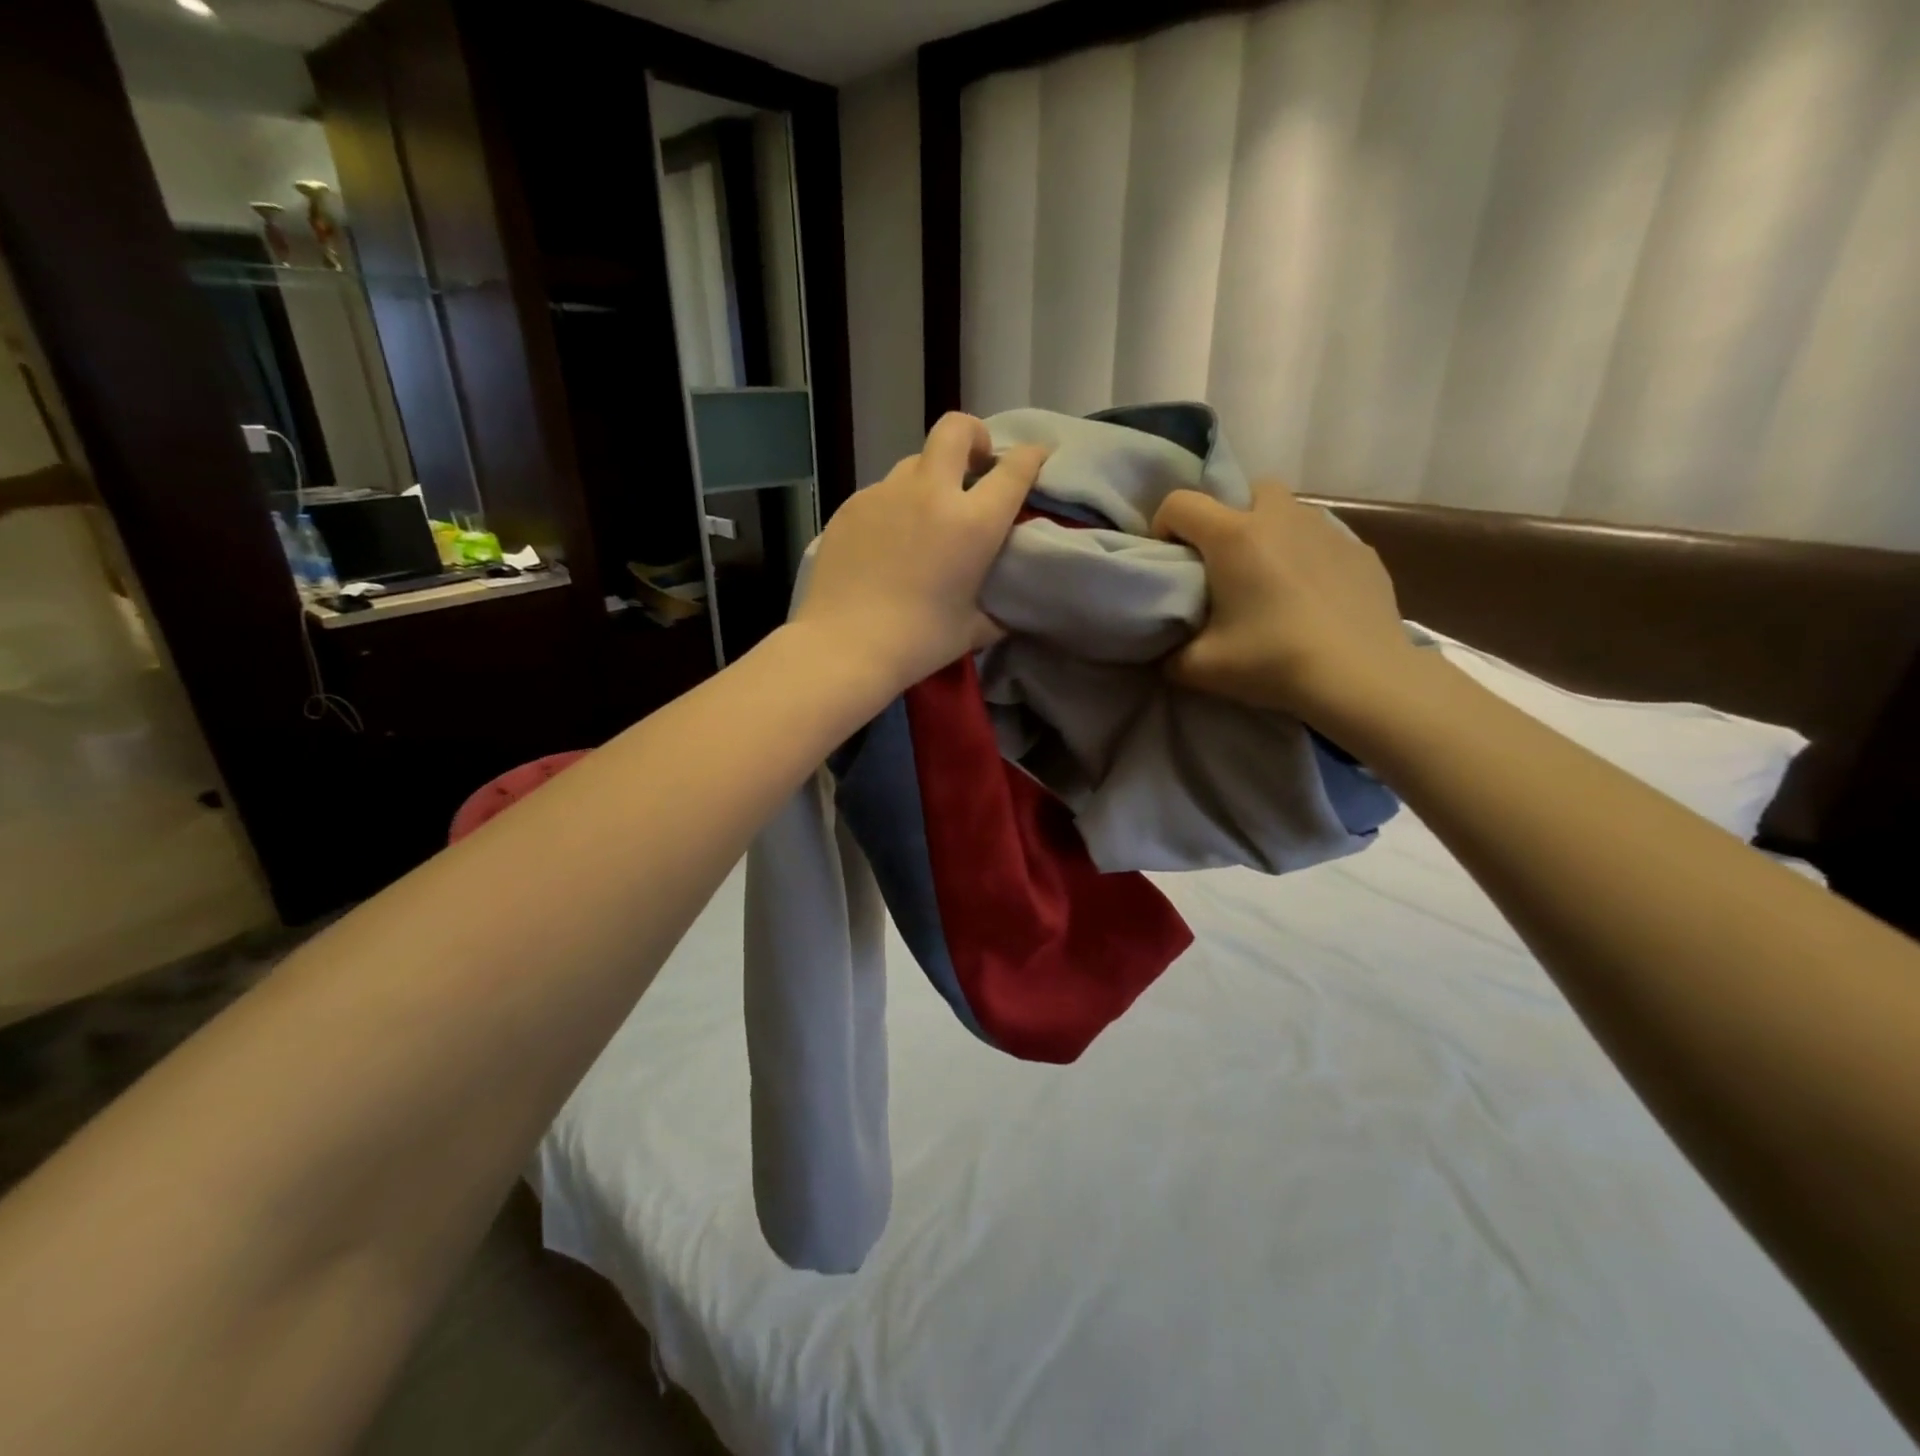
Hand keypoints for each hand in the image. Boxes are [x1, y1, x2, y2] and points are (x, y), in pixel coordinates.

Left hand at [794, 413, 1049, 690]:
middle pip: (956, 429)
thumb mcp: (972, 629)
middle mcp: (932, 494)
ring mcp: (886, 494)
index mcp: (972, 523)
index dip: (1031, 456)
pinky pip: (882, 493)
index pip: (1014, 468)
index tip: (1035, 458)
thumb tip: (1005, 610)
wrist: (844, 646)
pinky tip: (886, 543)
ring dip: (930, 478)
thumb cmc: (918, 642)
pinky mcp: (851, 506)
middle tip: (975, 466)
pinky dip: (895, 507)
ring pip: (915, 462)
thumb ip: (996, 610)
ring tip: (925, 516)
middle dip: (974, 436)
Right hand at [1152, 482, 1418, 725]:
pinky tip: (1311, 598)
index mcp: (1234, 536)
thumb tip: (1165, 651)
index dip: (1163, 526)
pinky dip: (1308, 558)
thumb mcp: (1199, 668)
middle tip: (1223, 565)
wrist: (1360, 677)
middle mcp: (1280, 518)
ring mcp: (1327, 530)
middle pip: (1245, 492)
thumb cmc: (1272, 661)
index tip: (1169, 560)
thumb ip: (1169, 653)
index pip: (1180, 503)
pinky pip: (1323, 541)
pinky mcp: (1361, 552)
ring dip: (1270, 534)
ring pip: (1289, 512)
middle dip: (1227, 518)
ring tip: (1269, 580)